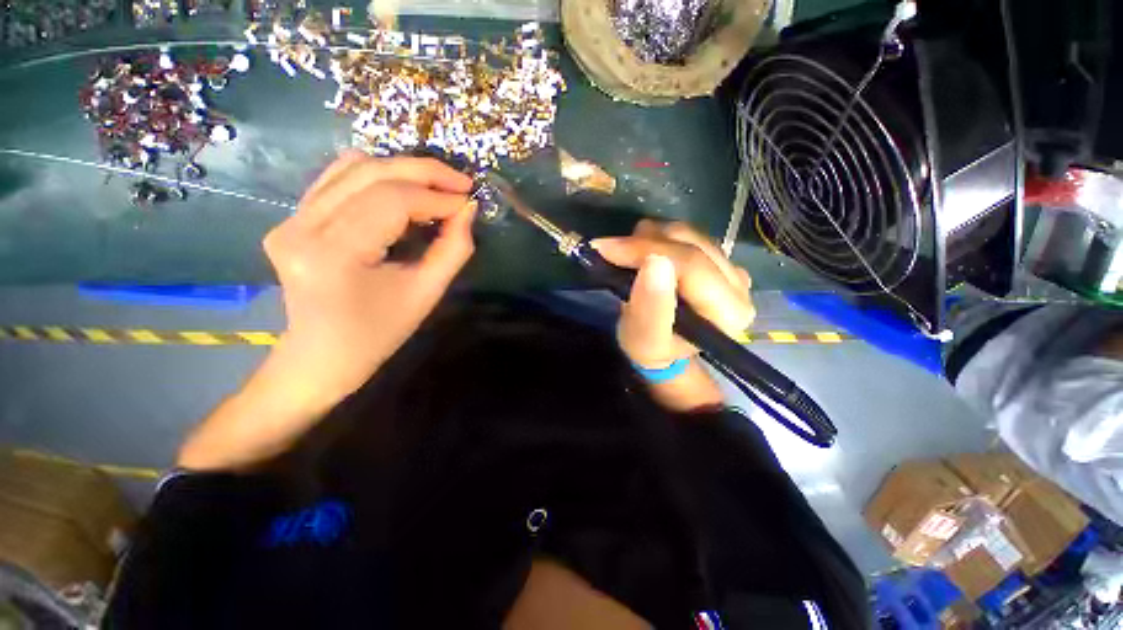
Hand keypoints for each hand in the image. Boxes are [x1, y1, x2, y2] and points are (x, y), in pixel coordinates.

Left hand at [264, 152, 474, 407]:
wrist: (322, 356)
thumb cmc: (379, 333)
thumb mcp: (426, 294)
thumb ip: (453, 249)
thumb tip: (467, 210)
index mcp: (333, 254)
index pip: (391, 201)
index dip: (436, 196)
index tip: (469, 200)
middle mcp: (301, 227)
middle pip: (370, 174)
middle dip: (424, 172)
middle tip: (461, 183)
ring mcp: (290, 219)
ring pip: (353, 167)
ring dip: (403, 171)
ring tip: (437, 188)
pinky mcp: (291, 218)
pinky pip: (338, 179)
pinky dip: (378, 177)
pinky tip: (404, 192)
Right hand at [591, 220, 753, 410]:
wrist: (663, 347)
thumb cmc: (651, 348)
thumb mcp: (643, 339)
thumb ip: (650, 307)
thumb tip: (653, 261)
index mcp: (728, 312)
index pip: (691, 266)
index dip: (647, 250)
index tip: (607, 249)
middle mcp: (739, 286)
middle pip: (691, 244)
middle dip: (644, 242)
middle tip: (609, 249)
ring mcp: (731, 268)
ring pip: (688, 233)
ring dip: (649, 238)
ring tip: (625, 254)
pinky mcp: (719, 258)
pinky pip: (687, 234)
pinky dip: (658, 237)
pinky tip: (642, 251)